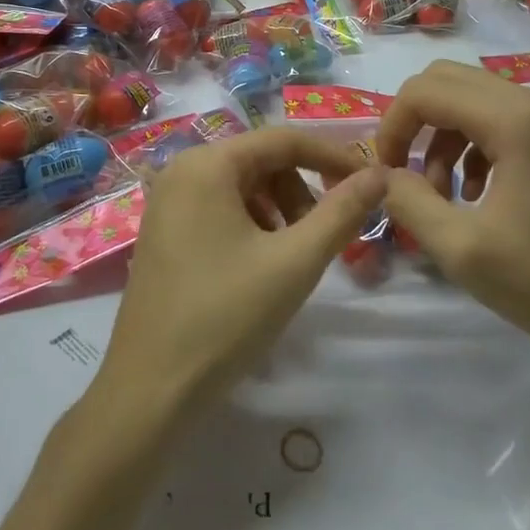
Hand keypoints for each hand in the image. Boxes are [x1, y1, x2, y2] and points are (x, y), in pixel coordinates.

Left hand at [89, 127, 388, 429]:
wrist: (149, 390)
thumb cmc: (225, 317)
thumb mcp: (294, 262)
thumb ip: (341, 212)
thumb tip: (379, 173)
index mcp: (207, 164)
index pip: (283, 139)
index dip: (331, 156)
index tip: (369, 181)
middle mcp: (181, 170)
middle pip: (261, 162)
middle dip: (301, 191)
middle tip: (323, 237)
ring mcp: (167, 202)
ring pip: (242, 187)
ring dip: (279, 211)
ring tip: (292, 258)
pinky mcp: (163, 232)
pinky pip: (219, 209)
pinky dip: (252, 226)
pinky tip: (260, 267)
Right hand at [376, 59, 529, 369]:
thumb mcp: (460, 249)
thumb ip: (408, 201)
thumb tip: (381, 174)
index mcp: (515, 121)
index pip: (426, 91)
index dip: (393, 125)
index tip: (385, 171)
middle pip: (448, 81)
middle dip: (414, 122)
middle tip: (404, 171)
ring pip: (471, 98)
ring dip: (441, 136)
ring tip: (439, 193)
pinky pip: (497, 118)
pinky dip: (469, 144)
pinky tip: (472, 193)